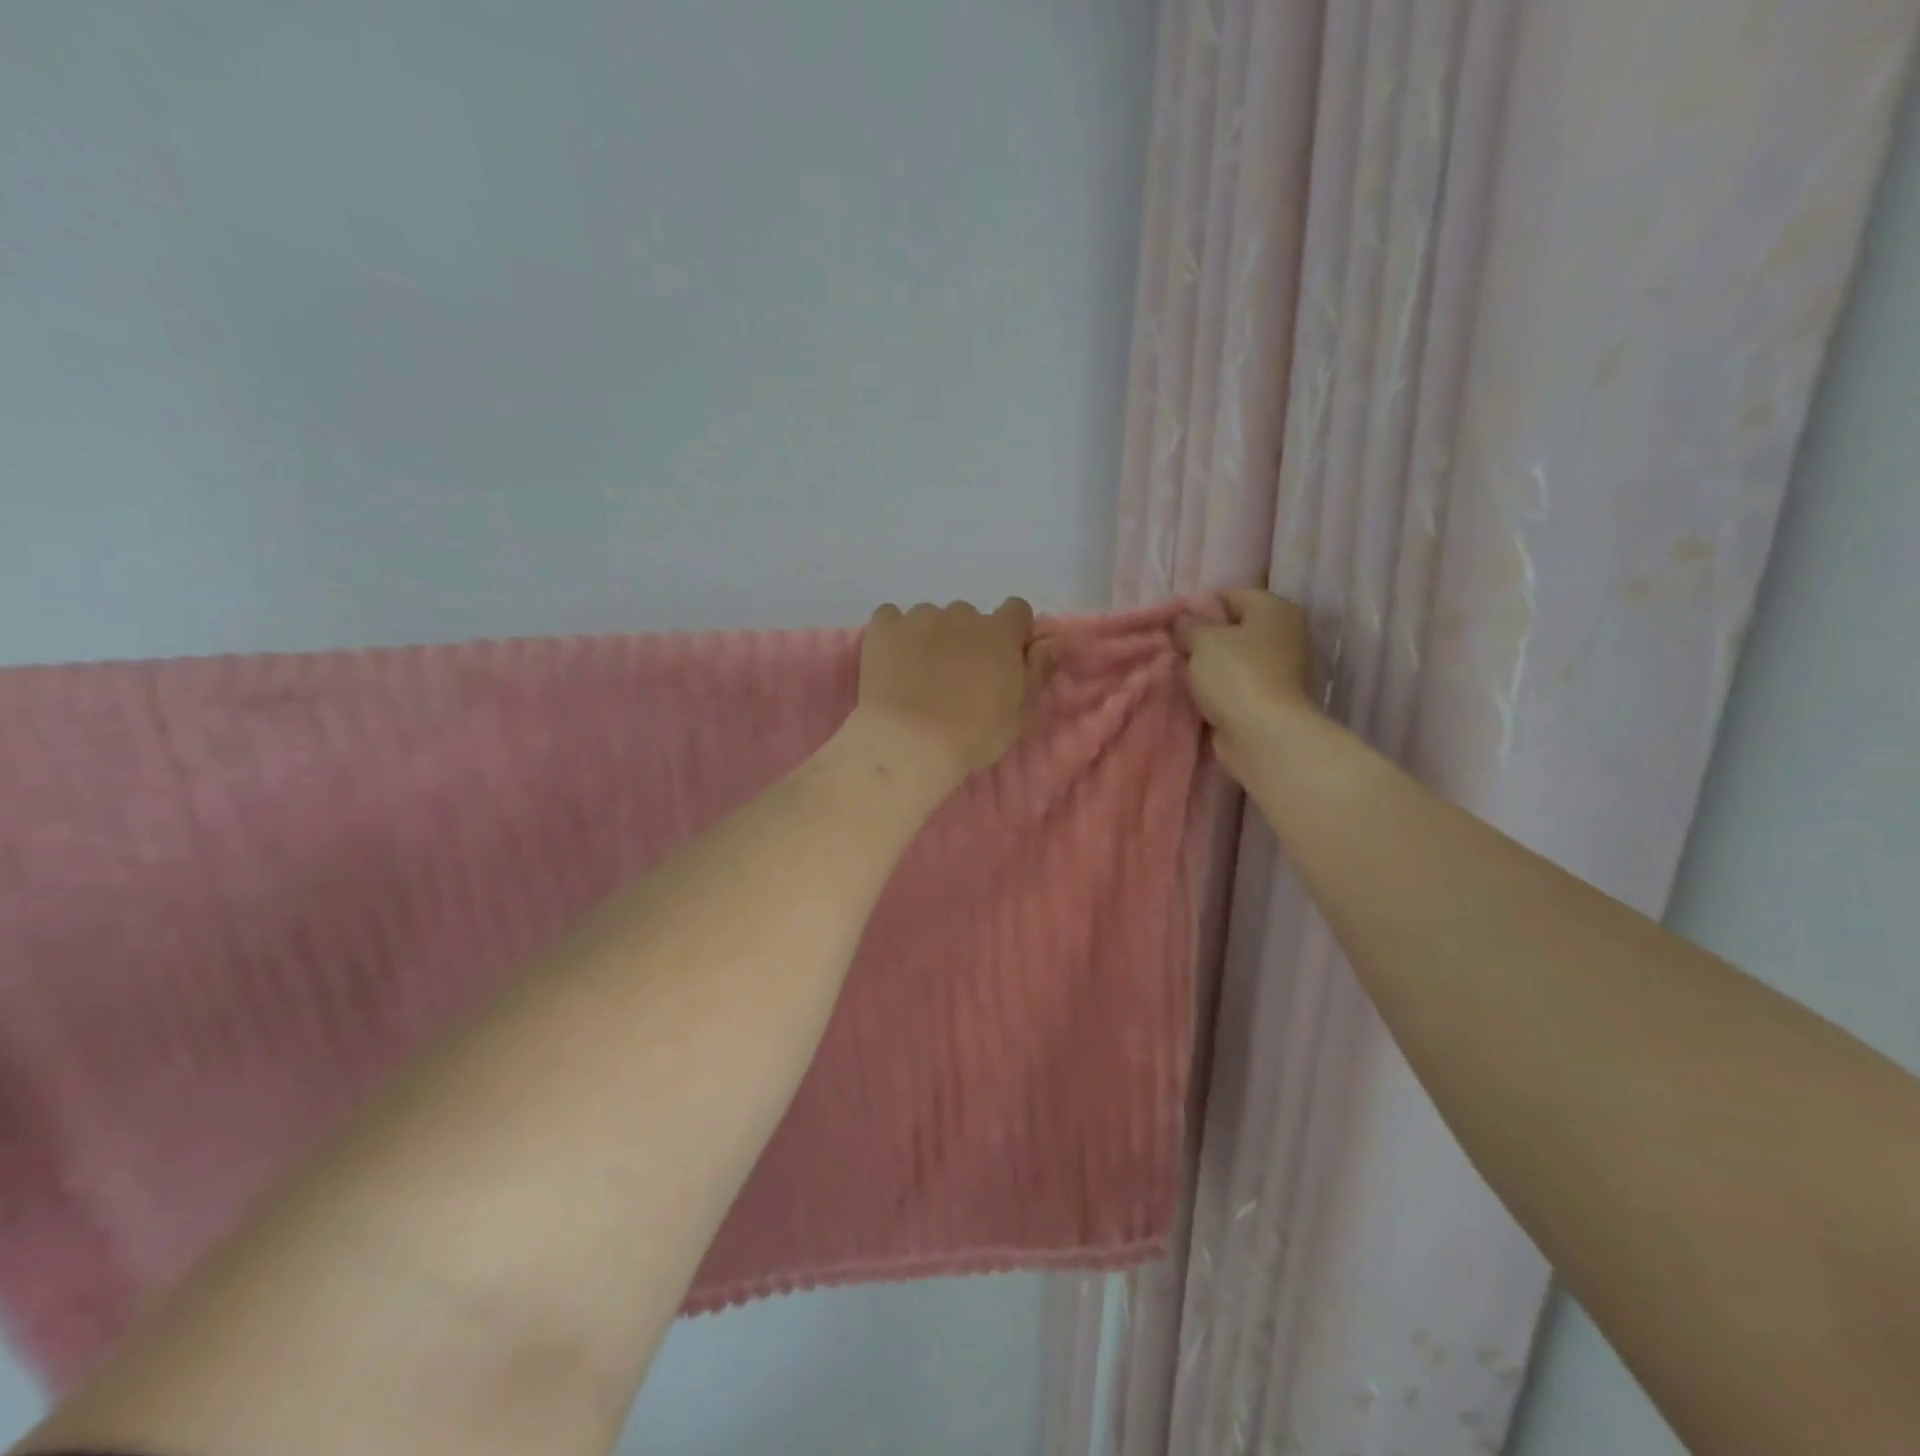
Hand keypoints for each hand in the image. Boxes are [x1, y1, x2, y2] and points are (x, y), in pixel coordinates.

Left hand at [851, 598, 1047, 785]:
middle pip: (970, 617)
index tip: (1003, 658)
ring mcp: (920, 616)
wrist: (908, 743)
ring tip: (918, 676)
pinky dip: (894, 635)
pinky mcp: (883, 626)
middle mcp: (962, 614)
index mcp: (1000, 633)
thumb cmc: (972, 736)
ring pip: (931, 618)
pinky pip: (891, 618)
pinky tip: (891, 663)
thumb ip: (1036, 671)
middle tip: (956, 678)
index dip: (1011, 632)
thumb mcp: (1017, 714)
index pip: (1017, 610)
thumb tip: (1053, 640)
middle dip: (967, 640)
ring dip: (931, 637)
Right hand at [1175, 589, 1314, 782]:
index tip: (1171, 623)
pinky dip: (1217, 685)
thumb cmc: (1236, 675)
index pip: (1230, 595)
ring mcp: (1280, 667)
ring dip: (1207, 663)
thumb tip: (1181, 621)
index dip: (1198, 605)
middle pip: (1233, 626)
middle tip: (1172, 645)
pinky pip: (1235, 681)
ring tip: (1179, 668)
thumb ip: (1188, 625)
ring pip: (1233, 656)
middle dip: (1202, 635)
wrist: (1261, 734)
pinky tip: (1194, 690)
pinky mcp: (1269, 696)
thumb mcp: (1203, 640)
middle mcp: (1283, 633)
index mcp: (1274, 609)